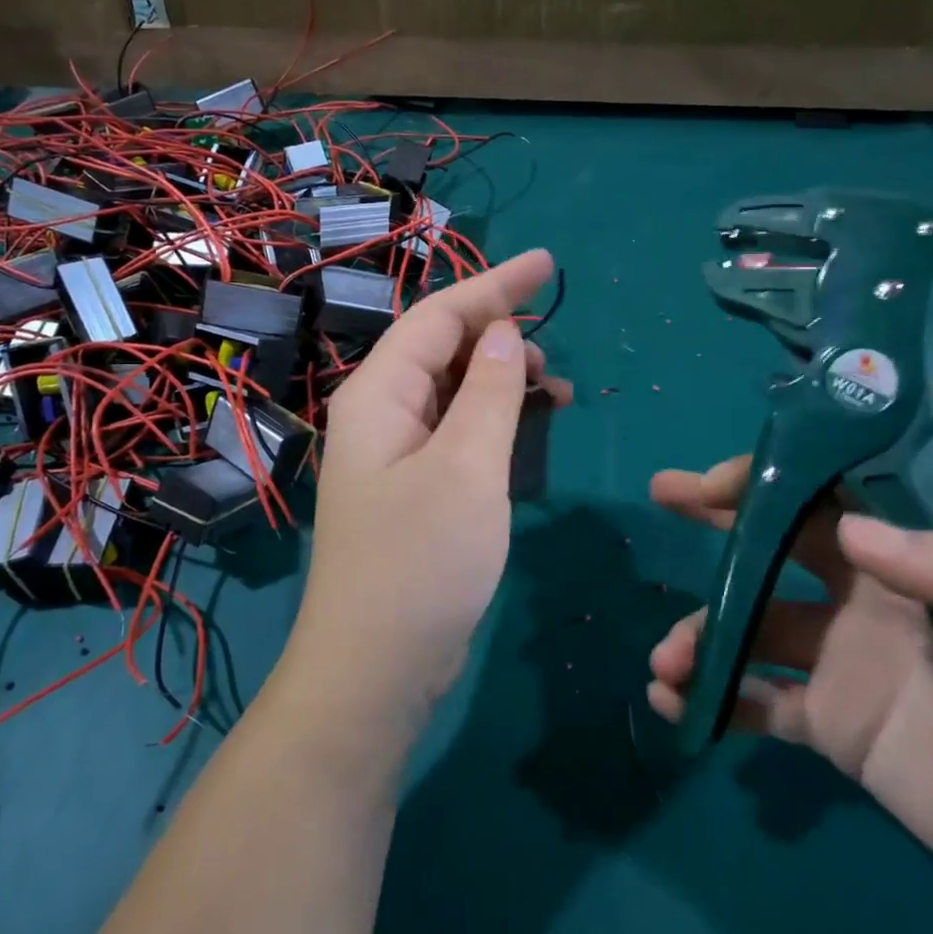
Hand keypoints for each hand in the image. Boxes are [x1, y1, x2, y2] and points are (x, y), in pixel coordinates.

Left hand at [283, 250, 571, 733]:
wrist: (376, 669)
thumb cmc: (421, 561)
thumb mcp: (468, 466)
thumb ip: (489, 390)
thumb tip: (503, 333)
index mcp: (380, 393)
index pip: (441, 315)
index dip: (495, 284)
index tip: (549, 264)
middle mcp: (380, 413)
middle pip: (442, 348)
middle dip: (501, 336)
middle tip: (556, 354)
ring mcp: (395, 453)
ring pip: (452, 390)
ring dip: (502, 380)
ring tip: (555, 393)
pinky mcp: (413, 488)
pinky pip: (456, 430)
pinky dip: (494, 420)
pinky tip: (527, 430)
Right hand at [647, 457, 932, 929]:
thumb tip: (850, 530)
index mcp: (914, 560)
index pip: (831, 494)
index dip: (774, 477)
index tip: (720, 481)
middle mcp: (863, 596)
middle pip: (776, 542)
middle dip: (718, 516)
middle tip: (664, 494)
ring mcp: (839, 660)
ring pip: (750, 628)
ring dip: (702, 632)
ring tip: (668, 660)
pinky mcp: (829, 723)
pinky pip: (757, 701)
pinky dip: (712, 697)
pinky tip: (675, 703)